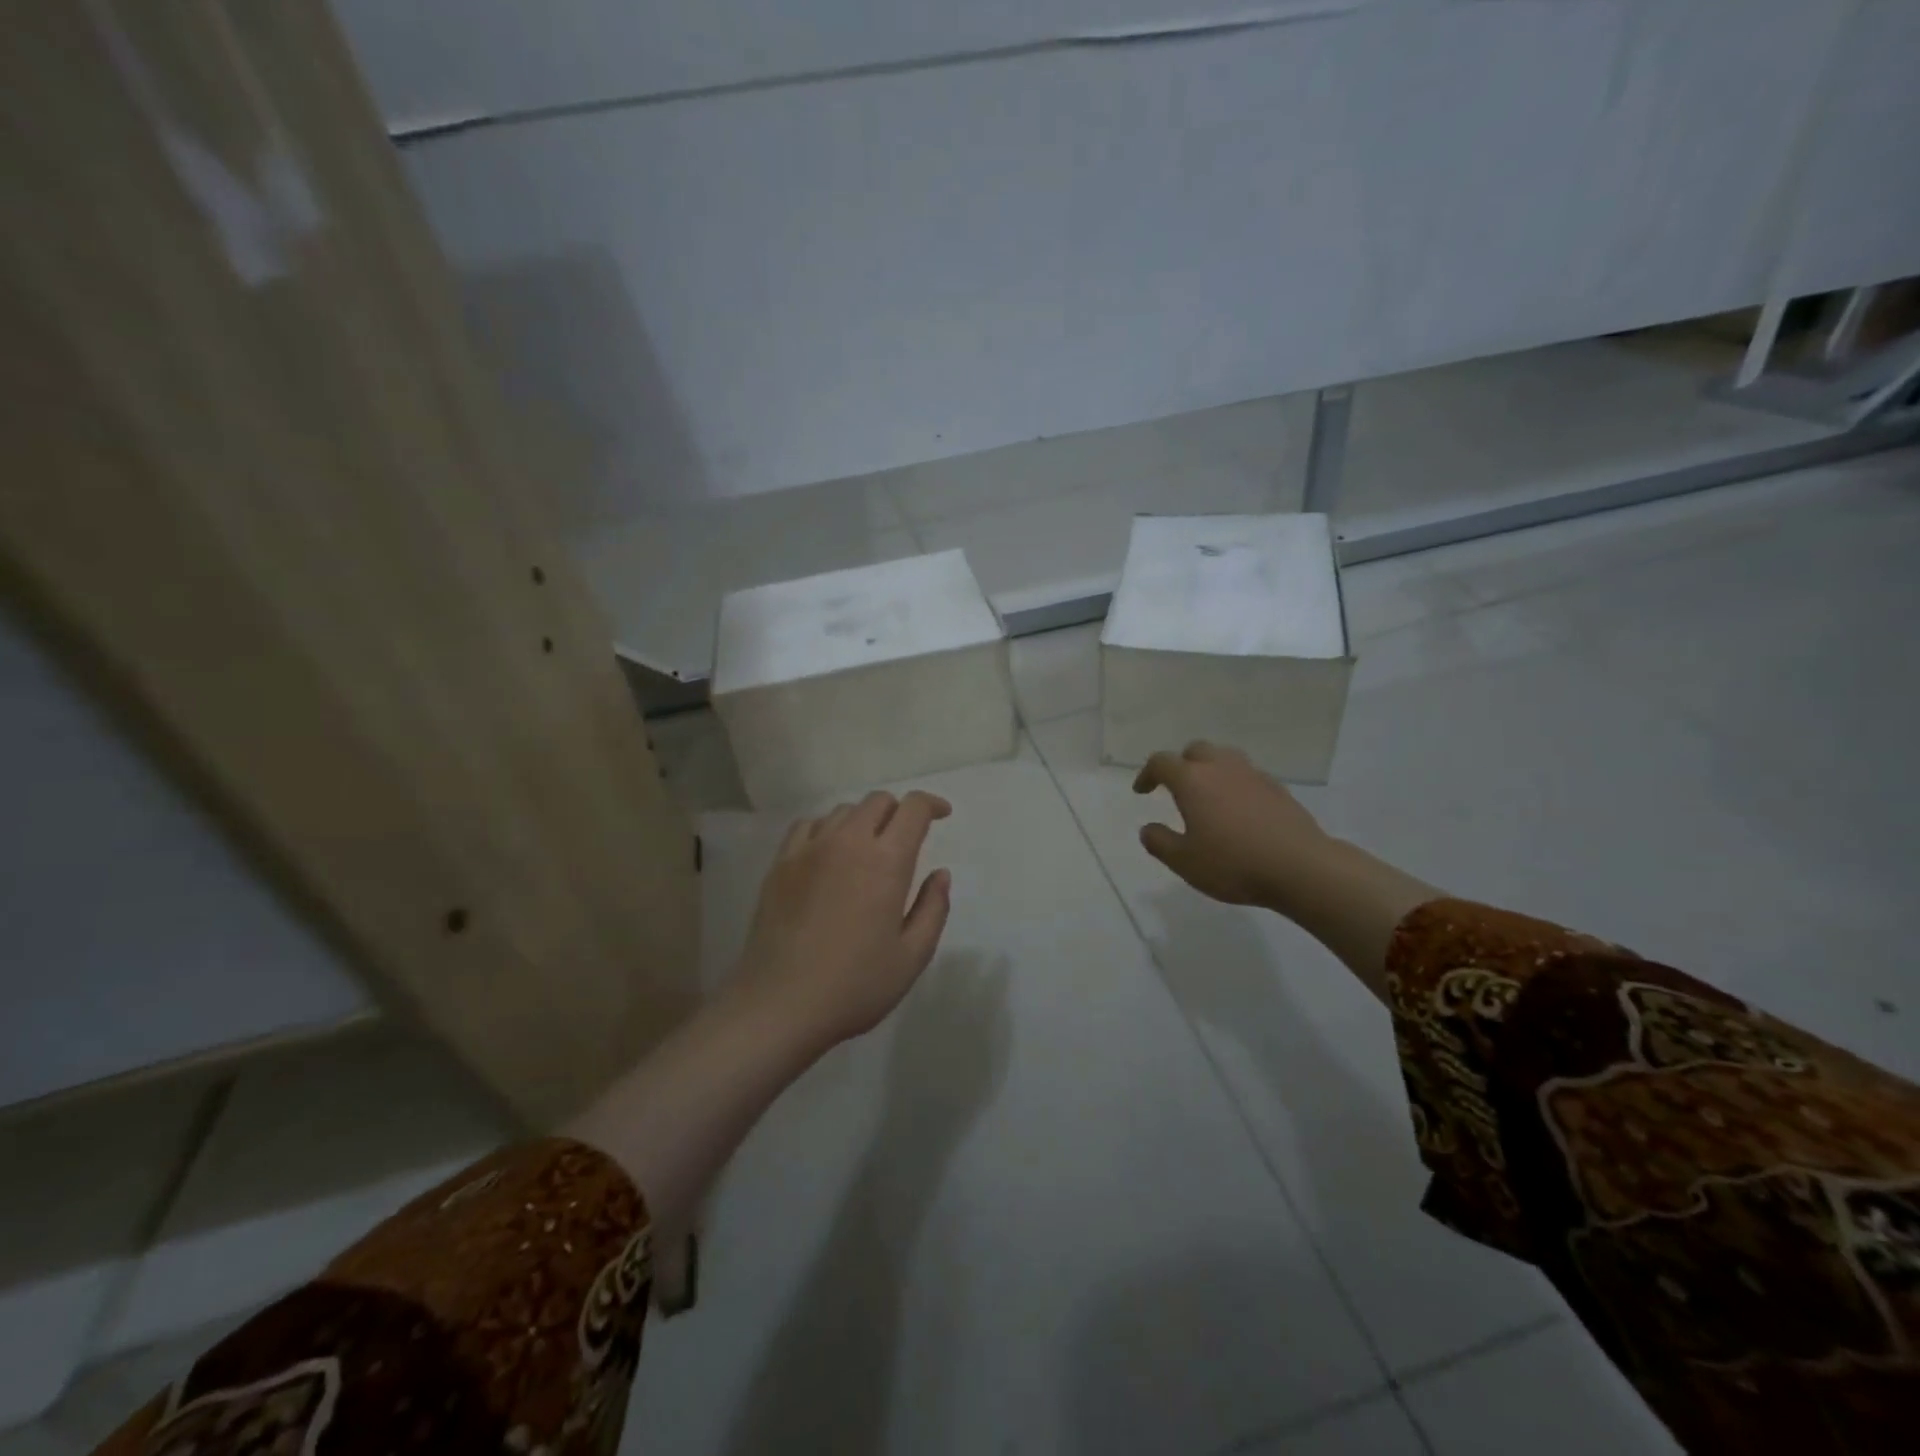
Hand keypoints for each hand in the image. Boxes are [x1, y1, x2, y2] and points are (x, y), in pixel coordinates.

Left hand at [734, 789, 954, 1050]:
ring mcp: (809, 850)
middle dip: (899, 812)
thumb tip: (940, 874)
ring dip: (864, 820)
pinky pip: (808, 825)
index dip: (932, 804)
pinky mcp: (780, 863)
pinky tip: (829, 853)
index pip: (913, 809)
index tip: (942, 814)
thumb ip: (933, 909)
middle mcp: (848, 842)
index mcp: (886, 861)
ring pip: (843, 811)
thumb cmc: (855, 986)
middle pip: (878, 801)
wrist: (779, 1005)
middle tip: (906, 839)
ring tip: (868, 849)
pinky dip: (827, 828)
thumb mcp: (912, 957)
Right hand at [1133, 741, 1332, 907]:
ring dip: (1210, 769)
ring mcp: (1253, 775)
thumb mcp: (1184, 861)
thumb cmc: (1234, 864)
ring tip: (1207, 795)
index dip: (1147, 774)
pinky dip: (1235, 784)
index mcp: (1192, 780)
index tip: (1142, 791)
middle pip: (1195, 750)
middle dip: (1181, 764)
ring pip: (1225, 758)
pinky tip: (1238, 810)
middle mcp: (1221, 768)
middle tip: (1176, 788)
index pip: (1162, 762)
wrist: (1301, 868)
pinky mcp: (1278, 789)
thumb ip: (1159, 842)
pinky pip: (1248, 775)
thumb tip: (1148, 829)